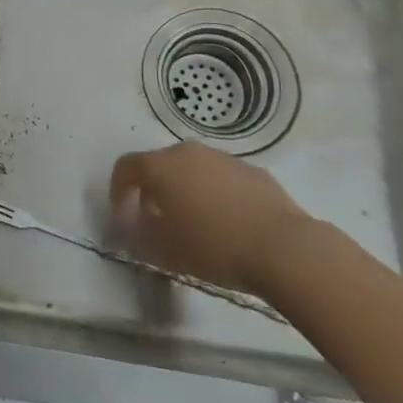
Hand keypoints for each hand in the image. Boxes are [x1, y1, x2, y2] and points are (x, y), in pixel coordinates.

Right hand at [109, 141, 311, 294]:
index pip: (125, 168)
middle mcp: (187, 152)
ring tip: (195, 224)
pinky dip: (215, 194)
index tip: (123, 217)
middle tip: (157, 221)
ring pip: (192, 170)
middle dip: (153, 190)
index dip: (118, 191)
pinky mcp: (253, 171)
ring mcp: (223, 158)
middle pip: (159, 165)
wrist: (284, 248)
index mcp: (160, 166)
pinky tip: (228, 223)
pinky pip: (222, 179)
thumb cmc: (213, 247)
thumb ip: (137, 232)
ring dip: (185, 191)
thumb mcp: (162, 249)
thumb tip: (131, 222)